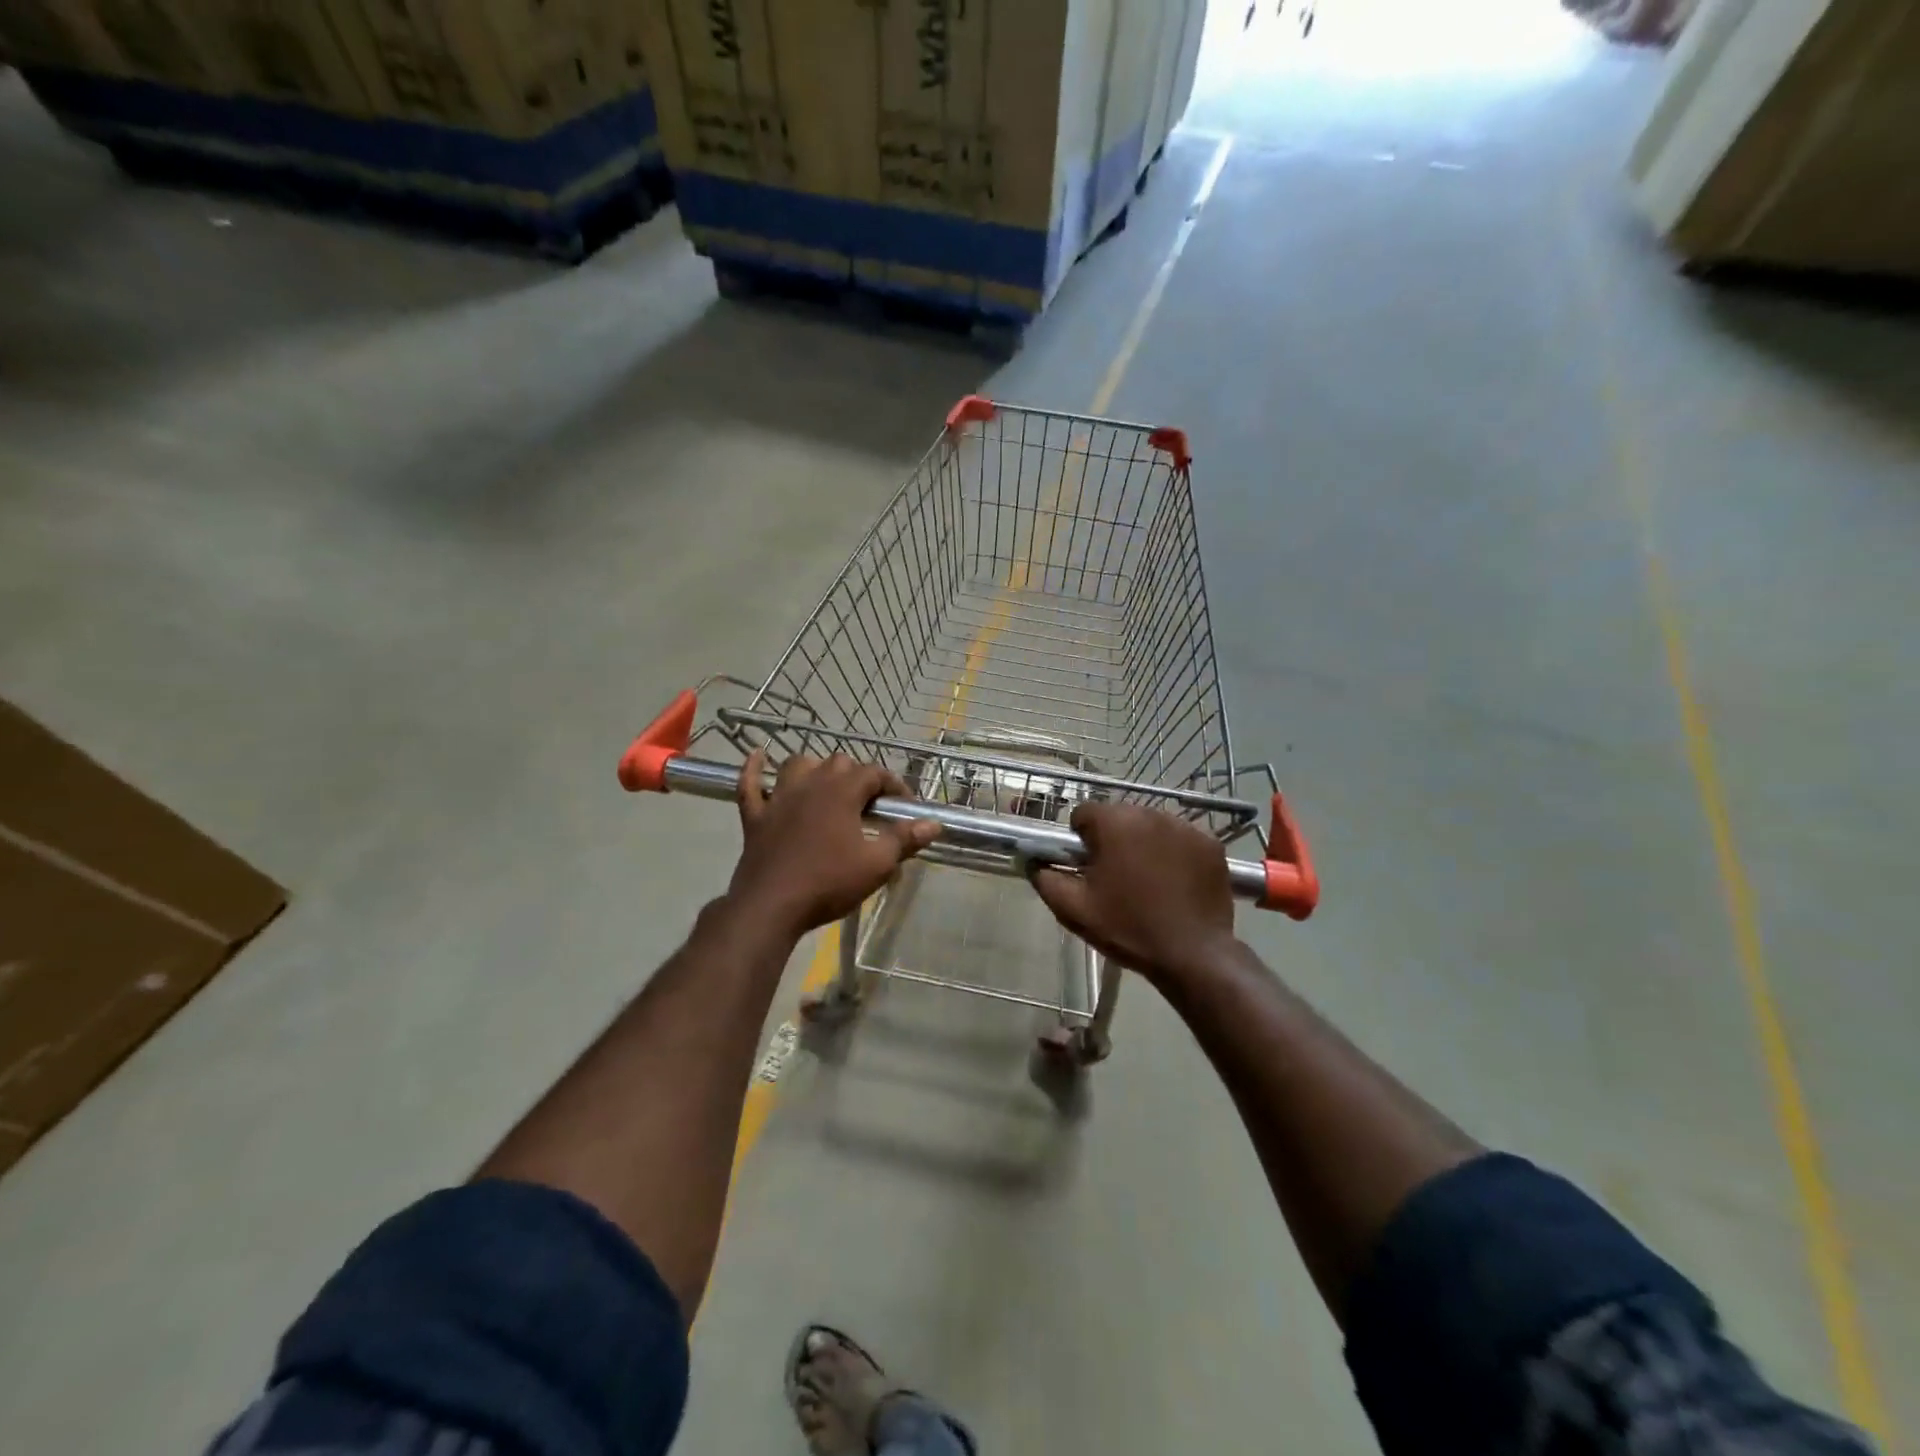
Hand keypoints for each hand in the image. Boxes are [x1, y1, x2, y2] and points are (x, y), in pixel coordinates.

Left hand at [727, 750, 939, 937]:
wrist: (771, 906)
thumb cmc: (828, 883)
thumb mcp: (876, 864)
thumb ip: (904, 839)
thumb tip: (934, 823)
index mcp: (842, 791)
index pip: (874, 773)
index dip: (893, 785)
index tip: (905, 805)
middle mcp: (810, 784)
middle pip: (838, 763)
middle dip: (858, 776)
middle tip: (869, 804)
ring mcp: (778, 798)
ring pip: (797, 765)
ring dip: (814, 769)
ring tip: (826, 785)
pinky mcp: (756, 816)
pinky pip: (749, 784)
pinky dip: (753, 769)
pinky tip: (757, 756)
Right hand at [1030, 802, 1236, 982]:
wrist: (1192, 954)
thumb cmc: (1127, 928)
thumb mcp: (1074, 909)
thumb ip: (1045, 878)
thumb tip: (1034, 861)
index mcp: (1114, 823)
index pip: (1084, 813)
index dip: (1080, 840)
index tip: (1087, 867)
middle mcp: (1150, 813)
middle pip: (1119, 816)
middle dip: (1113, 839)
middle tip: (1115, 877)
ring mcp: (1185, 826)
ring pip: (1150, 826)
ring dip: (1143, 843)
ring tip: (1147, 881)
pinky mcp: (1210, 843)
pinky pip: (1181, 839)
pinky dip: (1174, 853)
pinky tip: (1174, 882)